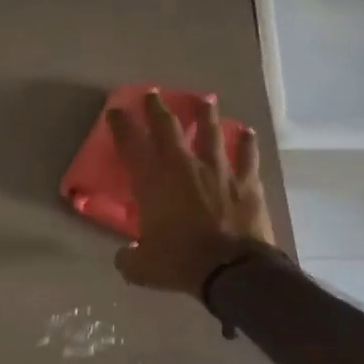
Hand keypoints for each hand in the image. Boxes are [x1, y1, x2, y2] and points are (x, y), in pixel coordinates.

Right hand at [107, 89, 275, 297]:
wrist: (232, 270)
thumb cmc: (180, 263)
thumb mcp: (142, 267)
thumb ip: (129, 258)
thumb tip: (125, 257)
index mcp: (153, 182)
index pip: (130, 144)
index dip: (121, 125)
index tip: (116, 110)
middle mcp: (184, 166)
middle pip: (168, 127)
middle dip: (157, 108)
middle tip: (152, 94)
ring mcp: (218, 171)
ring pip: (211, 132)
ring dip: (206, 114)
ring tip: (205, 100)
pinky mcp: (246, 182)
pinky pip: (247, 157)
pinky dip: (246, 144)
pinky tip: (248, 133)